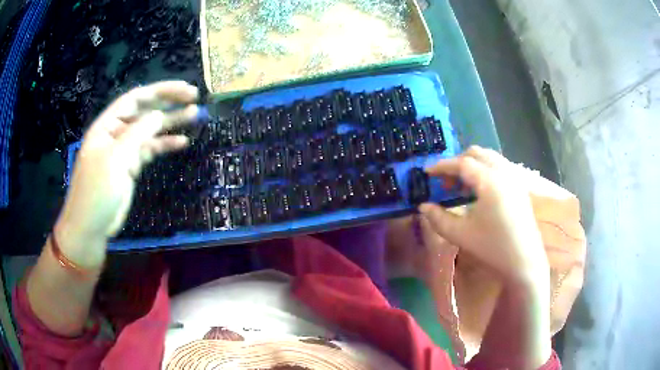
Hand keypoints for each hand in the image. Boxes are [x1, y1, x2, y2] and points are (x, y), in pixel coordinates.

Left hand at [55, 81, 199, 266]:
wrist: (91, 226)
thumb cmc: (96, 191)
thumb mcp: (115, 159)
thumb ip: (137, 134)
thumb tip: (159, 115)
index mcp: (108, 125)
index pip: (135, 98)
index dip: (159, 91)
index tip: (183, 90)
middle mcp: (117, 132)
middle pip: (145, 111)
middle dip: (168, 102)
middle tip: (193, 97)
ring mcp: (125, 150)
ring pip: (150, 130)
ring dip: (171, 123)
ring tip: (194, 115)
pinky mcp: (131, 166)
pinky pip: (150, 150)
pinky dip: (165, 145)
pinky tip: (181, 142)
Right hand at [418, 146, 547, 284]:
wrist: (524, 261)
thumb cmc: (493, 247)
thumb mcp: (461, 234)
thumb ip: (438, 218)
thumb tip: (423, 206)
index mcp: (490, 181)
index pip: (462, 163)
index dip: (442, 166)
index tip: (427, 173)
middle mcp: (504, 172)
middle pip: (477, 154)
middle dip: (458, 163)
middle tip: (446, 183)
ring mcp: (514, 178)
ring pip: (489, 158)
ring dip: (472, 165)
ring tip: (462, 187)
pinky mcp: (520, 186)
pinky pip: (500, 166)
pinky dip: (485, 170)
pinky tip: (481, 191)